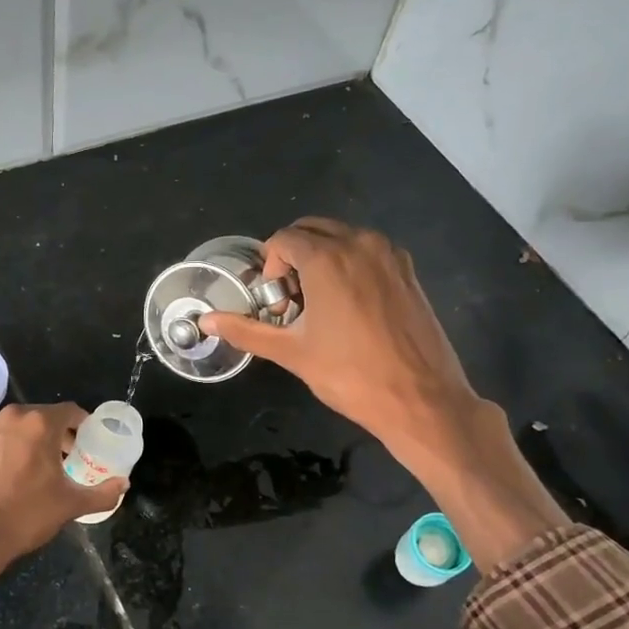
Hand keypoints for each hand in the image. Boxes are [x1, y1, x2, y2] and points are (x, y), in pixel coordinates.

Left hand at [0, 404, 125, 609]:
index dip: (81, 425)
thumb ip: (103, 493)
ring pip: (13, 427)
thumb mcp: (71, 505)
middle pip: (40, 417)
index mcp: (39, 424)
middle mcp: (10, 417)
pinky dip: (0, 449)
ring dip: (25, 440)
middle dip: (54, 434)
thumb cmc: (26, 515)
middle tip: (62, 459)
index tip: (85, 442)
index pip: (70, 411)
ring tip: (30, 466)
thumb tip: (124, 484)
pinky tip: (2, 473)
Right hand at [198, 218, 475, 449]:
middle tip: (291, 302)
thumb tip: (206, 320)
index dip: (269, 268)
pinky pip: (367, 252)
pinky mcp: (408, 271)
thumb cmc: (350, 375)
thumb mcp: (291, 353)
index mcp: (328, 258)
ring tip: (318, 306)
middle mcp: (360, 244)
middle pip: (312, 230)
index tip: (276, 306)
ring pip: (341, 238)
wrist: (421, 399)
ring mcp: (390, 255)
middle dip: (292, 258)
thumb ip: (246, 330)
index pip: (283, 240)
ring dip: (320, 259)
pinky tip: (349, 309)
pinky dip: (348, 265)